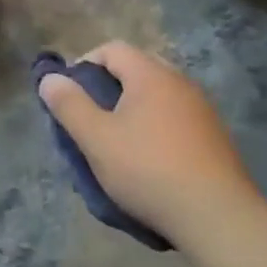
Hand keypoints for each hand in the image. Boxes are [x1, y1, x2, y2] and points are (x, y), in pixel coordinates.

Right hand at [36, 41, 262, 239]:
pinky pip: (175, 118)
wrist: (218, 218)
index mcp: (152, 76)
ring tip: (115, 140)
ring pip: (157, 95)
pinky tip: (147, 159)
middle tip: (90, 115)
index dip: (83, 64)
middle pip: (137, 69)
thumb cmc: (148, 170)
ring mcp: (203, 112)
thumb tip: (49, 78)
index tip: (69, 94)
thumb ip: (69, 104)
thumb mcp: (96, 138)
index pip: (112, 49)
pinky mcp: (215, 139)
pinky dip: (154, 127)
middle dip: (108, 85)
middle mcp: (181, 84)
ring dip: (132, 108)